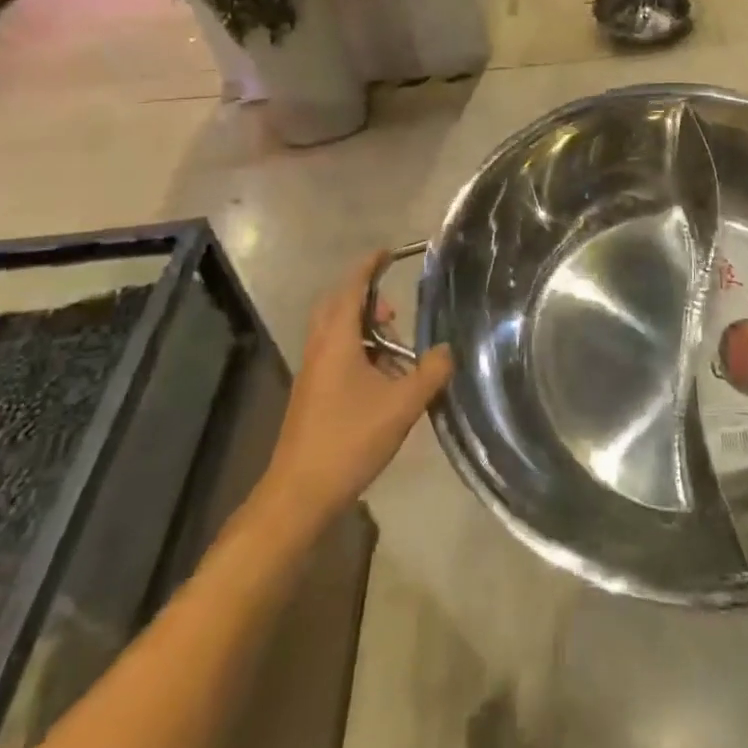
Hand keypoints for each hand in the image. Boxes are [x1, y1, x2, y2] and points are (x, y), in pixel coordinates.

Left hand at [258, 251, 452, 527]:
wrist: (299, 495)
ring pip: (337, 334)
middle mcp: (320, 348)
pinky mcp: (312, 395)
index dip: (369, 266)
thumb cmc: (349, 440)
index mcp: (336, 339)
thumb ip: (431, 373)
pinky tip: (384, 382)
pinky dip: (360, 354)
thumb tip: (448, 350)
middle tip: (394, 311)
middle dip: (367, 300)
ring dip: (365, 331)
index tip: (388, 252)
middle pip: (339, 307)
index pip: (352, 288)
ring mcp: (312, 373)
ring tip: (397, 352)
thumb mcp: (402, 405)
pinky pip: (336, 356)